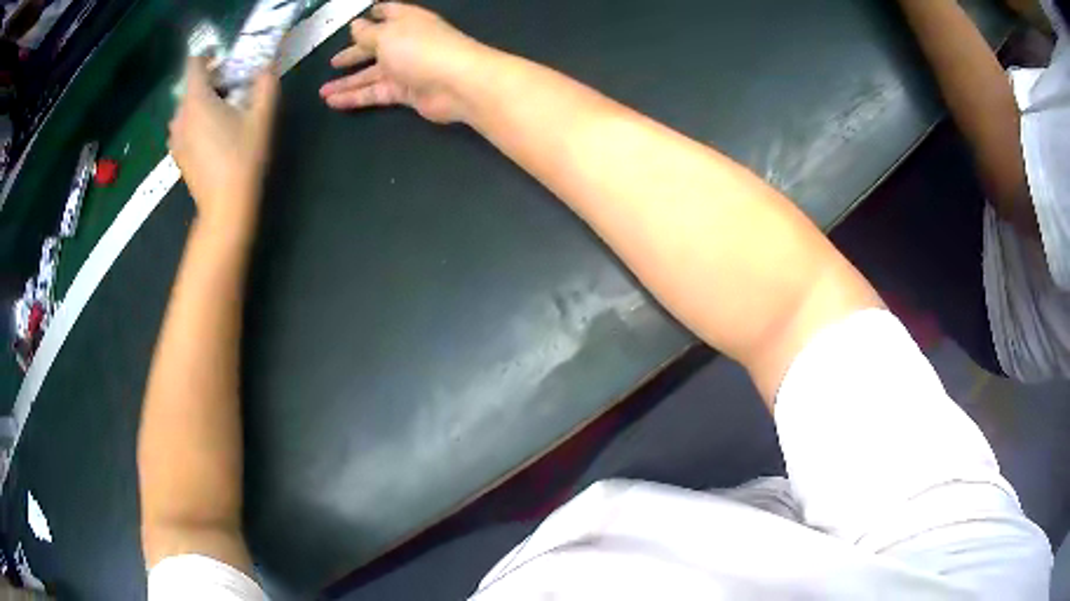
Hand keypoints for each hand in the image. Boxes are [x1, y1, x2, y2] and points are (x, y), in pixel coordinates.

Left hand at [168, 57, 278, 228]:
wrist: (225, 207)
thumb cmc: (243, 158)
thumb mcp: (262, 117)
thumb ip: (266, 83)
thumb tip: (267, 65)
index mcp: (197, 101)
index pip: (194, 64)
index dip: (207, 56)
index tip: (223, 59)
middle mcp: (180, 116)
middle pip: (191, 86)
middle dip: (210, 81)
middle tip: (233, 88)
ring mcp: (176, 138)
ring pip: (187, 108)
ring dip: (203, 102)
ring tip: (223, 112)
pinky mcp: (177, 156)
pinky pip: (184, 127)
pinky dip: (196, 121)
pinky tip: (213, 135)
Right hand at [319, 3, 489, 123]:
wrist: (457, 83)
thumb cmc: (421, 49)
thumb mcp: (387, 35)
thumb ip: (367, 33)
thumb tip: (355, 25)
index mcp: (406, 20)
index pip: (388, 12)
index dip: (373, 14)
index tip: (356, 20)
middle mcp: (406, 42)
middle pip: (376, 47)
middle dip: (354, 54)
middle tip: (334, 61)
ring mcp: (407, 68)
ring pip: (372, 75)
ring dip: (347, 82)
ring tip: (323, 92)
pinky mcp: (406, 92)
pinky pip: (375, 93)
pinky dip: (354, 98)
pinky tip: (334, 102)